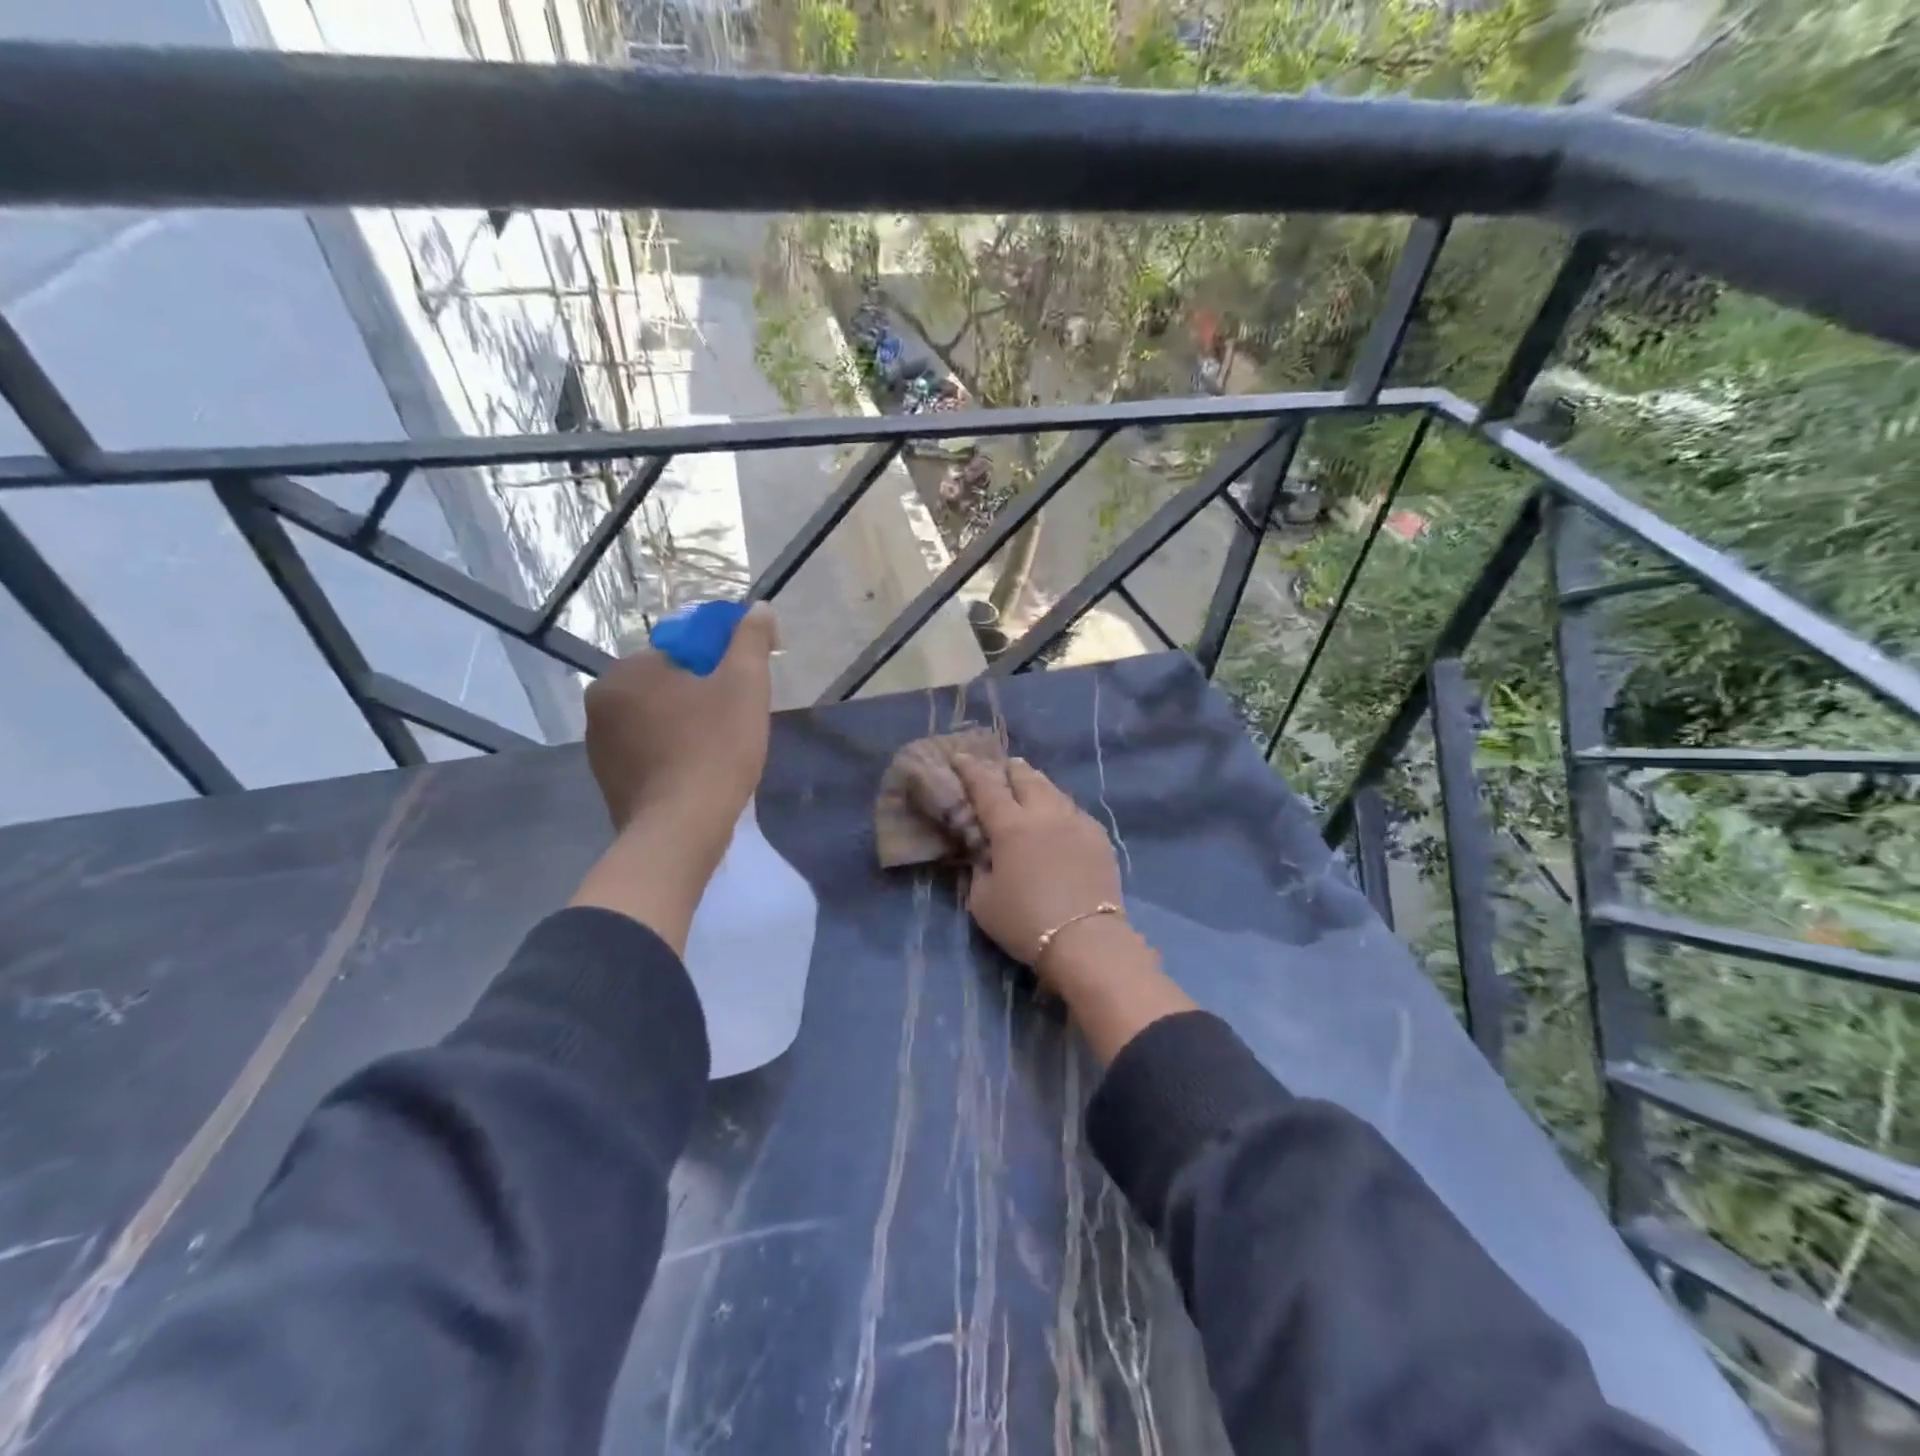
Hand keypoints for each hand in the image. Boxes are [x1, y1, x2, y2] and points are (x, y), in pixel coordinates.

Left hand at [583, 603, 778, 849]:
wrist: (681, 830)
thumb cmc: (716, 749)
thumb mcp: (745, 686)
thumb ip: (751, 640)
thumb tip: (759, 608)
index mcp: (629, 670)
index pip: (683, 649)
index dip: (722, 662)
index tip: (748, 685)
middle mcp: (602, 699)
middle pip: (668, 683)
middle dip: (703, 693)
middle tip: (738, 719)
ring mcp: (599, 743)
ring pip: (656, 717)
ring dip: (686, 722)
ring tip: (720, 748)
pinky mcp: (607, 778)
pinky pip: (646, 749)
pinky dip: (671, 751)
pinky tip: (697, 771)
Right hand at [951, 755, 1123, 981]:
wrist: (1085, 939)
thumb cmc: (1024, 921)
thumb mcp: (982, 901)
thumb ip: (979, 870)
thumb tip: (983, 855)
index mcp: (1010, 826)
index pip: (986, 787)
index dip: (971, 770)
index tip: (960, 757)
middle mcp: (1044, 814)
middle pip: (1026, 778)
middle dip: (1011, 769)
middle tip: (1003, 767)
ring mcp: (1076, 822)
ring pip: (1054, 790)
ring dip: (1038, 783)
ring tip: (1031, 784)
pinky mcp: (1099, 837)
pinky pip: (1075, 811)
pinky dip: (1061, 807)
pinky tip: (1060, 816)